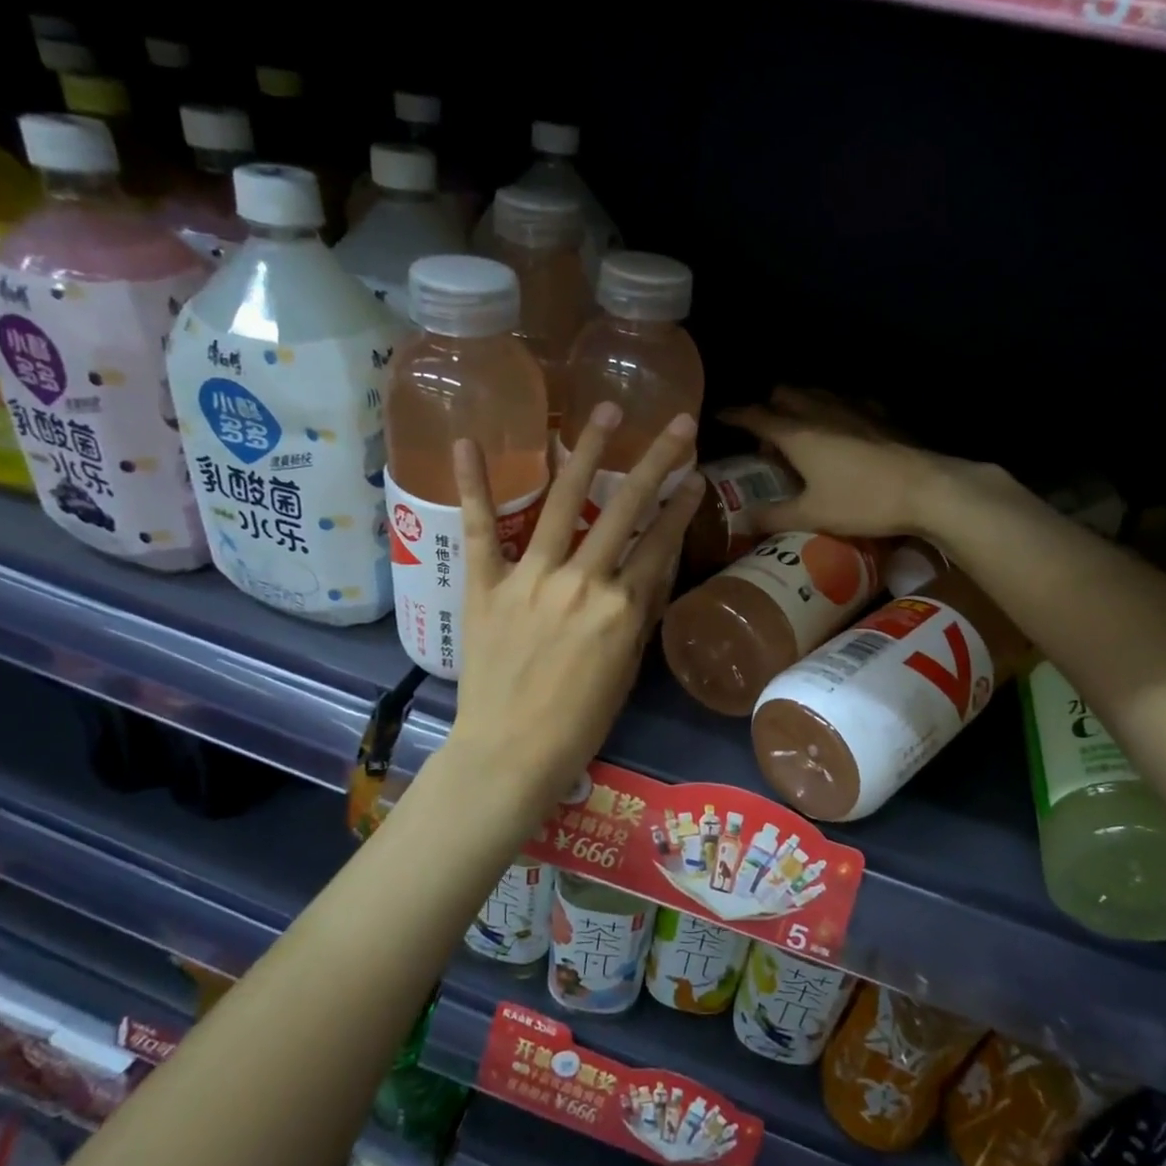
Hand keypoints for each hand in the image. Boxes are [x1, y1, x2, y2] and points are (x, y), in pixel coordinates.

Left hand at [447, 403, 703, 809]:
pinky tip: (468, 440)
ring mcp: (531, 577)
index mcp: (622, 608)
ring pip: (564, 502)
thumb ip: (639, 611)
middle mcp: (583, 581)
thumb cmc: (580, 721)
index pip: (660, 541)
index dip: (683, 504)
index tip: (696, 474)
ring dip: (586, 452)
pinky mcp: (486, 584)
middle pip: (626, 507)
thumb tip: (652, 565)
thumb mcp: (627, 668)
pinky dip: (473, 484)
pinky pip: (480, 528)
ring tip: (605, 411)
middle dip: (657, 460)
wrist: (510, 754)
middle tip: (678, 424)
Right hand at [721, 387, 979, 540]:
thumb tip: (742, 521)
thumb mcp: (811, 515)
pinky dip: (835, 408)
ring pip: (816, 392)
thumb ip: (773, 516)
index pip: (754, 415)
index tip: (719, 416)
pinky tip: (843, 426)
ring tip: (801, 431)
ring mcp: (853, 408)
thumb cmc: (862, 502)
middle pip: (784, 394)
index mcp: (796, 433)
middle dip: (769, 407)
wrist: (926, 489)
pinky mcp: (880, 414)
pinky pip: (848, 400)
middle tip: (766, 436)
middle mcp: (820, 411)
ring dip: (801, 404)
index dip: (734, 415)